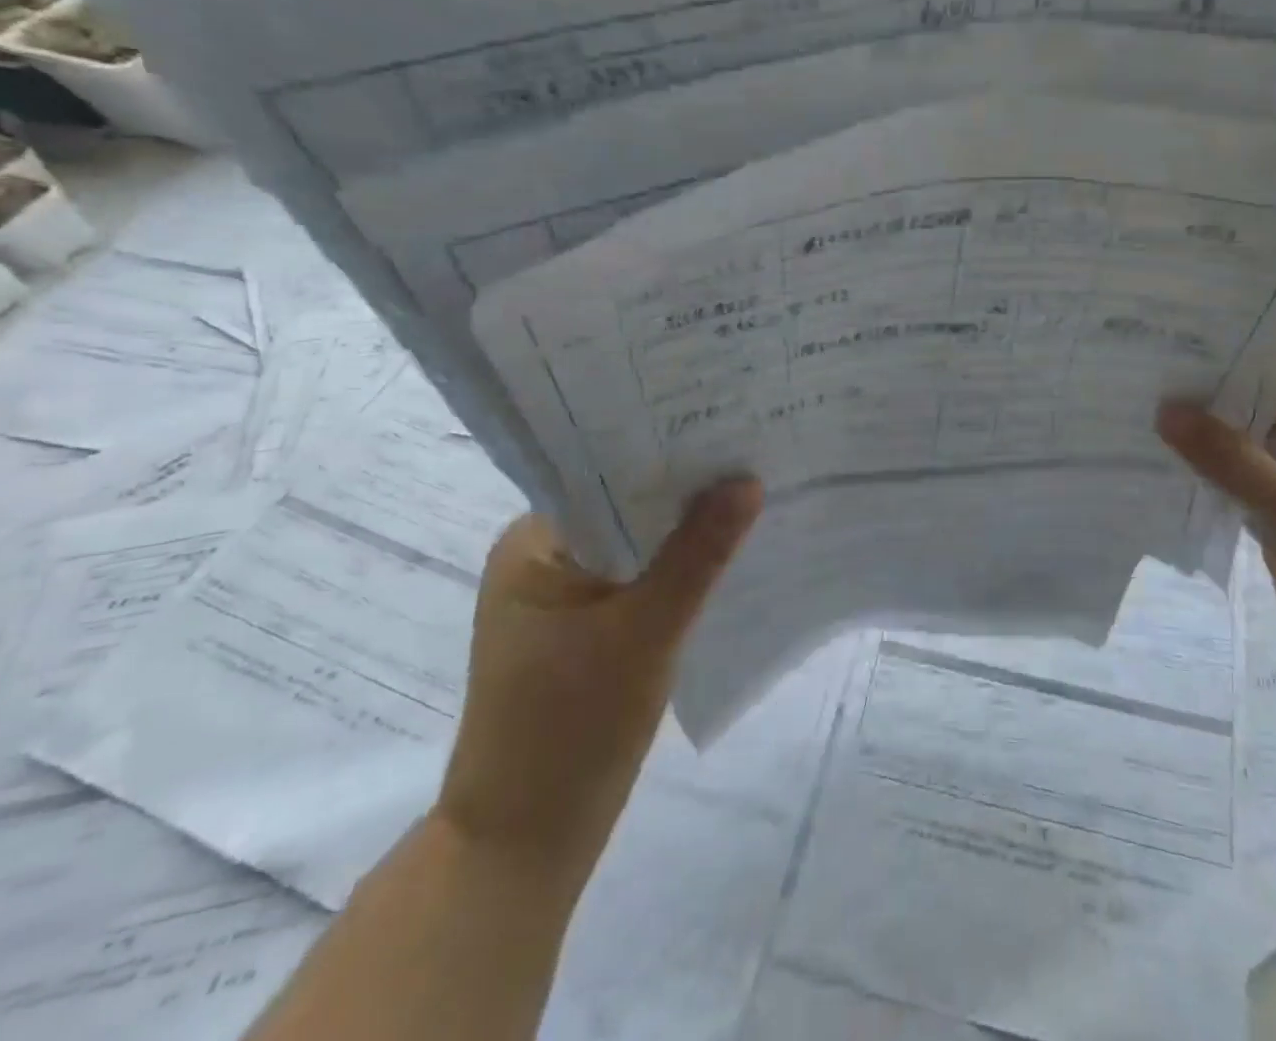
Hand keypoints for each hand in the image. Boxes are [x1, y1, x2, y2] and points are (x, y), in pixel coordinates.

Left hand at [434, 479, 762, 872]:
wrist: (522, 848)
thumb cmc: (570, 728)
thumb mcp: (645, 632)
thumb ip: (699, 554)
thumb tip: (748, 479)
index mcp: (532, 546)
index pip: (605, 474)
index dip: (667, 452)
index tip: (726, 428)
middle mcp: (543, 561)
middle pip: (625, 509)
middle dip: (686, 491)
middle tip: (753, 454)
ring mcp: (565, 600)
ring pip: (638, 546)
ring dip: (686, 532)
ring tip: (752, 493)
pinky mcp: (587, 632)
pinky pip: (641, 580)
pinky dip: (679, 569)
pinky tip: (727, 556)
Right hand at [1158, 377, 1275, 715]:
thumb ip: (1231, 460)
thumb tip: (1165, 407)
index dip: (1223, 350)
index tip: (1162, 339)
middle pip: (1253, 405)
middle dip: (1199, 394)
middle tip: (1130, 372)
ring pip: (1241, 449)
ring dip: (1196, 439)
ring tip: (1127, 410)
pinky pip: (1237, 490)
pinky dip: (1203, 479)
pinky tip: (1153, 465)